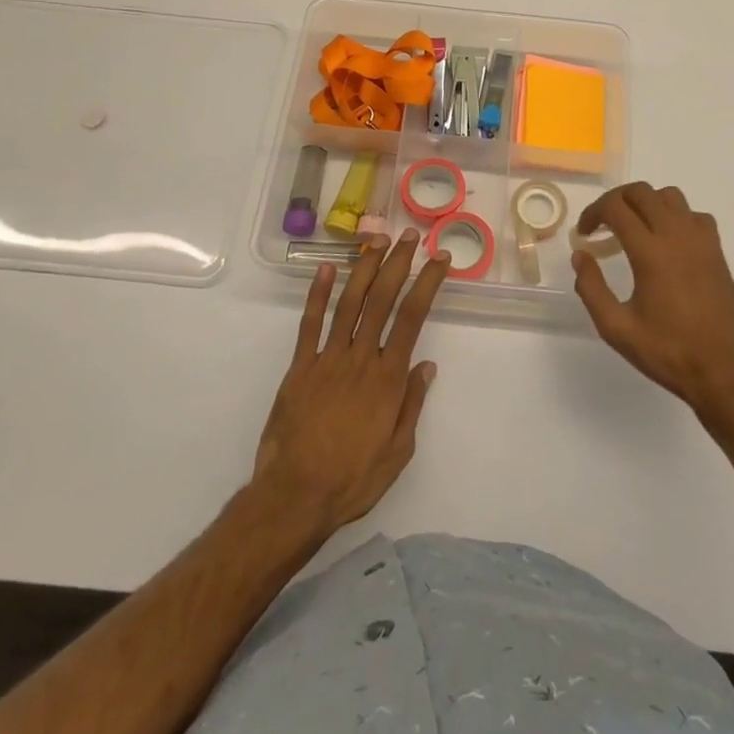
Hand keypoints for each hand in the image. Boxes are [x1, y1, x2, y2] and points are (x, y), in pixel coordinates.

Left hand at [253, 230, 447, 531]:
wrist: (294, 496)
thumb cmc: (352, 479)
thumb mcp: (397, 452)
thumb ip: (412, 404)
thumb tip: (427, 365)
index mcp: (388, 378)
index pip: (412, 317)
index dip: (428, 283)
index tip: (440, 259)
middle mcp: (360, 358)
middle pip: (382, 300)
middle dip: (398, 263)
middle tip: (410, 236)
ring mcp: (327, 359)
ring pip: (349, 303)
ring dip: (364, 268)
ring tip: (377, 240)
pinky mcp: (300, 367)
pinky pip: (310, 323)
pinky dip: (317, 294)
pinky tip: (325, 268)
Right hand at [572, 182, 733, 416]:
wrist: (723, 373)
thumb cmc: (667, 352)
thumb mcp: (617, 328)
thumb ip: (591, 288)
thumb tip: (580, 255)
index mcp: (651, 252)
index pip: (616, 208)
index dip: (593, 213)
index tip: (584, 234)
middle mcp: (677, 236)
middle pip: (641, 192)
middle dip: (615, 201)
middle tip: (602, 225)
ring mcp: (701, 241)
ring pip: (669, 197)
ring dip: (646, 203)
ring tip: (633, 229)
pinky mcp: (717, 251)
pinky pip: (694, 215)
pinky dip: (675, 217)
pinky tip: (667, 241)